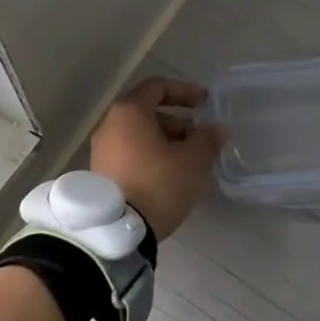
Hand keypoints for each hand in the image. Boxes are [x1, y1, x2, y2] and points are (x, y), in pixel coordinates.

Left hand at [89, 78, 225, 241]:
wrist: (115, 232)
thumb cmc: (157, 184)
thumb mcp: (192, 161)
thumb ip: (207, 139)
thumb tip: (219, 128)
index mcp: (129, 112)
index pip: (158, 87)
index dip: (185, 91)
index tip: (205, 103)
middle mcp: (110, 124)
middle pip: (148, 111)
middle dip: (178, 122)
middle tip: (200, 136)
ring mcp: (101, 150)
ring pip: (139, 135)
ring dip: (166, 140)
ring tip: (189, 160)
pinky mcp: (100, 173)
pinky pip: (130, 153)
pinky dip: (151, 155)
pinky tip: (170, 176)